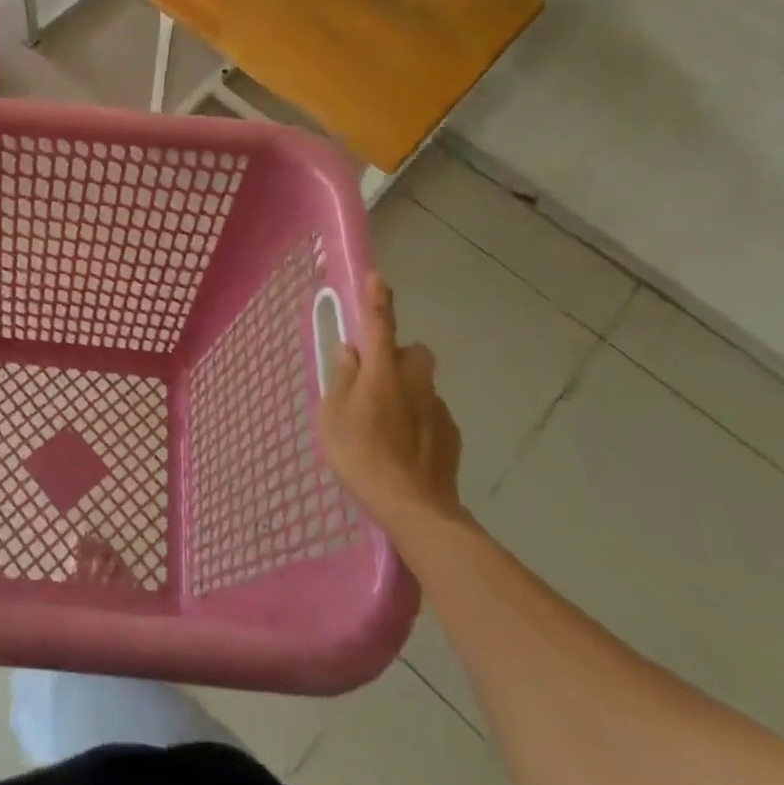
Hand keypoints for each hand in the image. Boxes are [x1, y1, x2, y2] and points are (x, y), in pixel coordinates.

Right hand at [320, 275, 465, 531]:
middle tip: (375, 381)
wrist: (414, 507)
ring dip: (407, 391)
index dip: (377, 299)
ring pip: (422, 385)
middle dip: (398, 358)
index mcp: (382, 371)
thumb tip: (351, 352)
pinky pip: (431, 413)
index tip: (378, 277)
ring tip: (386, 424)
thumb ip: (341, 378)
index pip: (380, 324)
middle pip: (413, 353)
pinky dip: (419, 420)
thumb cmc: (360, 455)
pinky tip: (405, 447)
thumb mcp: (331, 416)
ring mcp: (437, 408)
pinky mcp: (452, 435)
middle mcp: (414, 381)